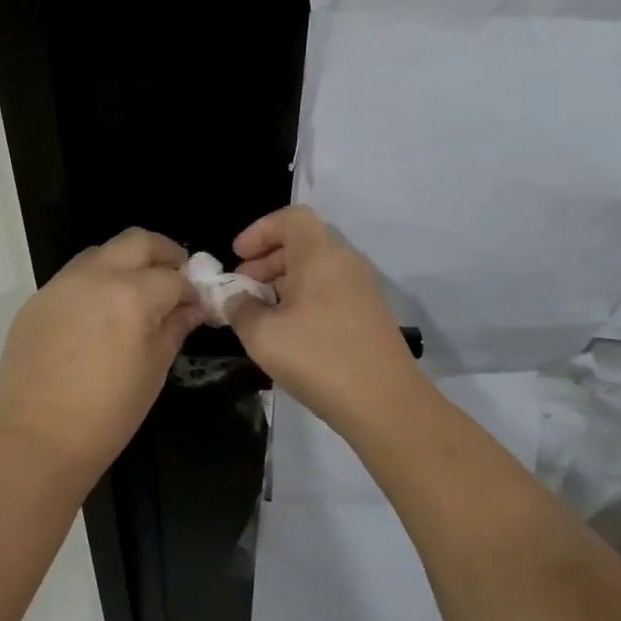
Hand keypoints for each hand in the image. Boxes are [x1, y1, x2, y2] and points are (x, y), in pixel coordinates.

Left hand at [0, 228, 202, 471]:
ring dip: (125, 263)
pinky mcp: (37, 300)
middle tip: (174, 275)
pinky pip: (73, 277)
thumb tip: (191, 307)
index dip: (192, 290)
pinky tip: (98, 314)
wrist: (37, 439)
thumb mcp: (154, 369)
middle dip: (163, 253)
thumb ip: (175, 327)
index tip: (196, 305)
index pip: (173, 278)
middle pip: (137, 242)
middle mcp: (96, 277)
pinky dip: (95, 283)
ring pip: (102, 253)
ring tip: (135, 293)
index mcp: (132, 294)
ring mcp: (61, 284)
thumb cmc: (109, 412)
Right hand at [225, 206, 429, 432]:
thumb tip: (235, 298)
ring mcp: (362, 289)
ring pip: (316, 269)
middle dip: (267, 259)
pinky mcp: (369, 315)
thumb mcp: (262, 334)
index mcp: (321, 253)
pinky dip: (303, 299)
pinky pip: (329, 291)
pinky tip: (286, 332)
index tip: (237, 256)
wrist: (385, 403)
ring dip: (283, 282)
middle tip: (242, 286)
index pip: (291, 217)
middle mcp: (345, 262)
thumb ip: (240, 309)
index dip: (260, 230)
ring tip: (258, 312)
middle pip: (303, 242)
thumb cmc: (318, 357)